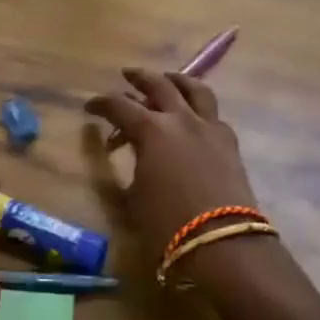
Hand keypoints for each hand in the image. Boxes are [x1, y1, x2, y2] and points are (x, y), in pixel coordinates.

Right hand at [86, 69, 262, 273]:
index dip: (101, 104)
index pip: (119, 106)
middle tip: (127, 75)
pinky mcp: (229, 142)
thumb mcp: (133, 198)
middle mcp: (181, 119)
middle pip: (159, 84)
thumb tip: (123, 152)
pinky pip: (212, 114)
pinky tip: (194, 118)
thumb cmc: (167, 225)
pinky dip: (198, 108)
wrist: (223, 243)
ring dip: (177, 81)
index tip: (90, 107)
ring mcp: (209, 127)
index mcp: (151, 130)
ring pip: (195, 89)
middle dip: (139, 78)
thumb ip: (127, 167)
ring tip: (168, 80)